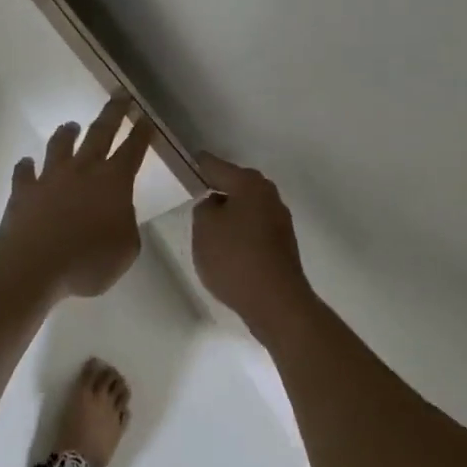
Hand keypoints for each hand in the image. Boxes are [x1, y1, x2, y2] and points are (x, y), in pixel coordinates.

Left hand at [0, 97, 153, 298]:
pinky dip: (26, 167)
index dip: (141, 133)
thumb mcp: (126, 250)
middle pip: (100, 133)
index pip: (133, 150)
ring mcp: (50, 177)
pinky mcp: (24, 190)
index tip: (145, 116)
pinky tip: (26, 163)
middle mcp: (83, 170)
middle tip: (119, 95)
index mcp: (114, 182)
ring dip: (67, 133)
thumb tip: (119, 213)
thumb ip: (127, 225)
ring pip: (60, 145)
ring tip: (71, 125)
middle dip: (113, 113)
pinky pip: (24, 173)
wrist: (33, 265)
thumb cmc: (88, 262)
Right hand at [191, 154, 315, 341]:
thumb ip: (204, 208)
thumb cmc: (235, 258)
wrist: (276, 303)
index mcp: (249, 184)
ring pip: (246, 207)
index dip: (197, 165)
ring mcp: (279, 221)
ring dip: (229, 213)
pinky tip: (227, 248)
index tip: (184, 164)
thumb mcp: (204, 228)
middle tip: (194, 196)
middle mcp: (269, 195)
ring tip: (207, 227)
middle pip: (236, 185)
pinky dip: (240, 232)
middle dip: (216, 189)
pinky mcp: (282, 245)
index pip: (215, 166)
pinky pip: (254, 229)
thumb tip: (215, 205)